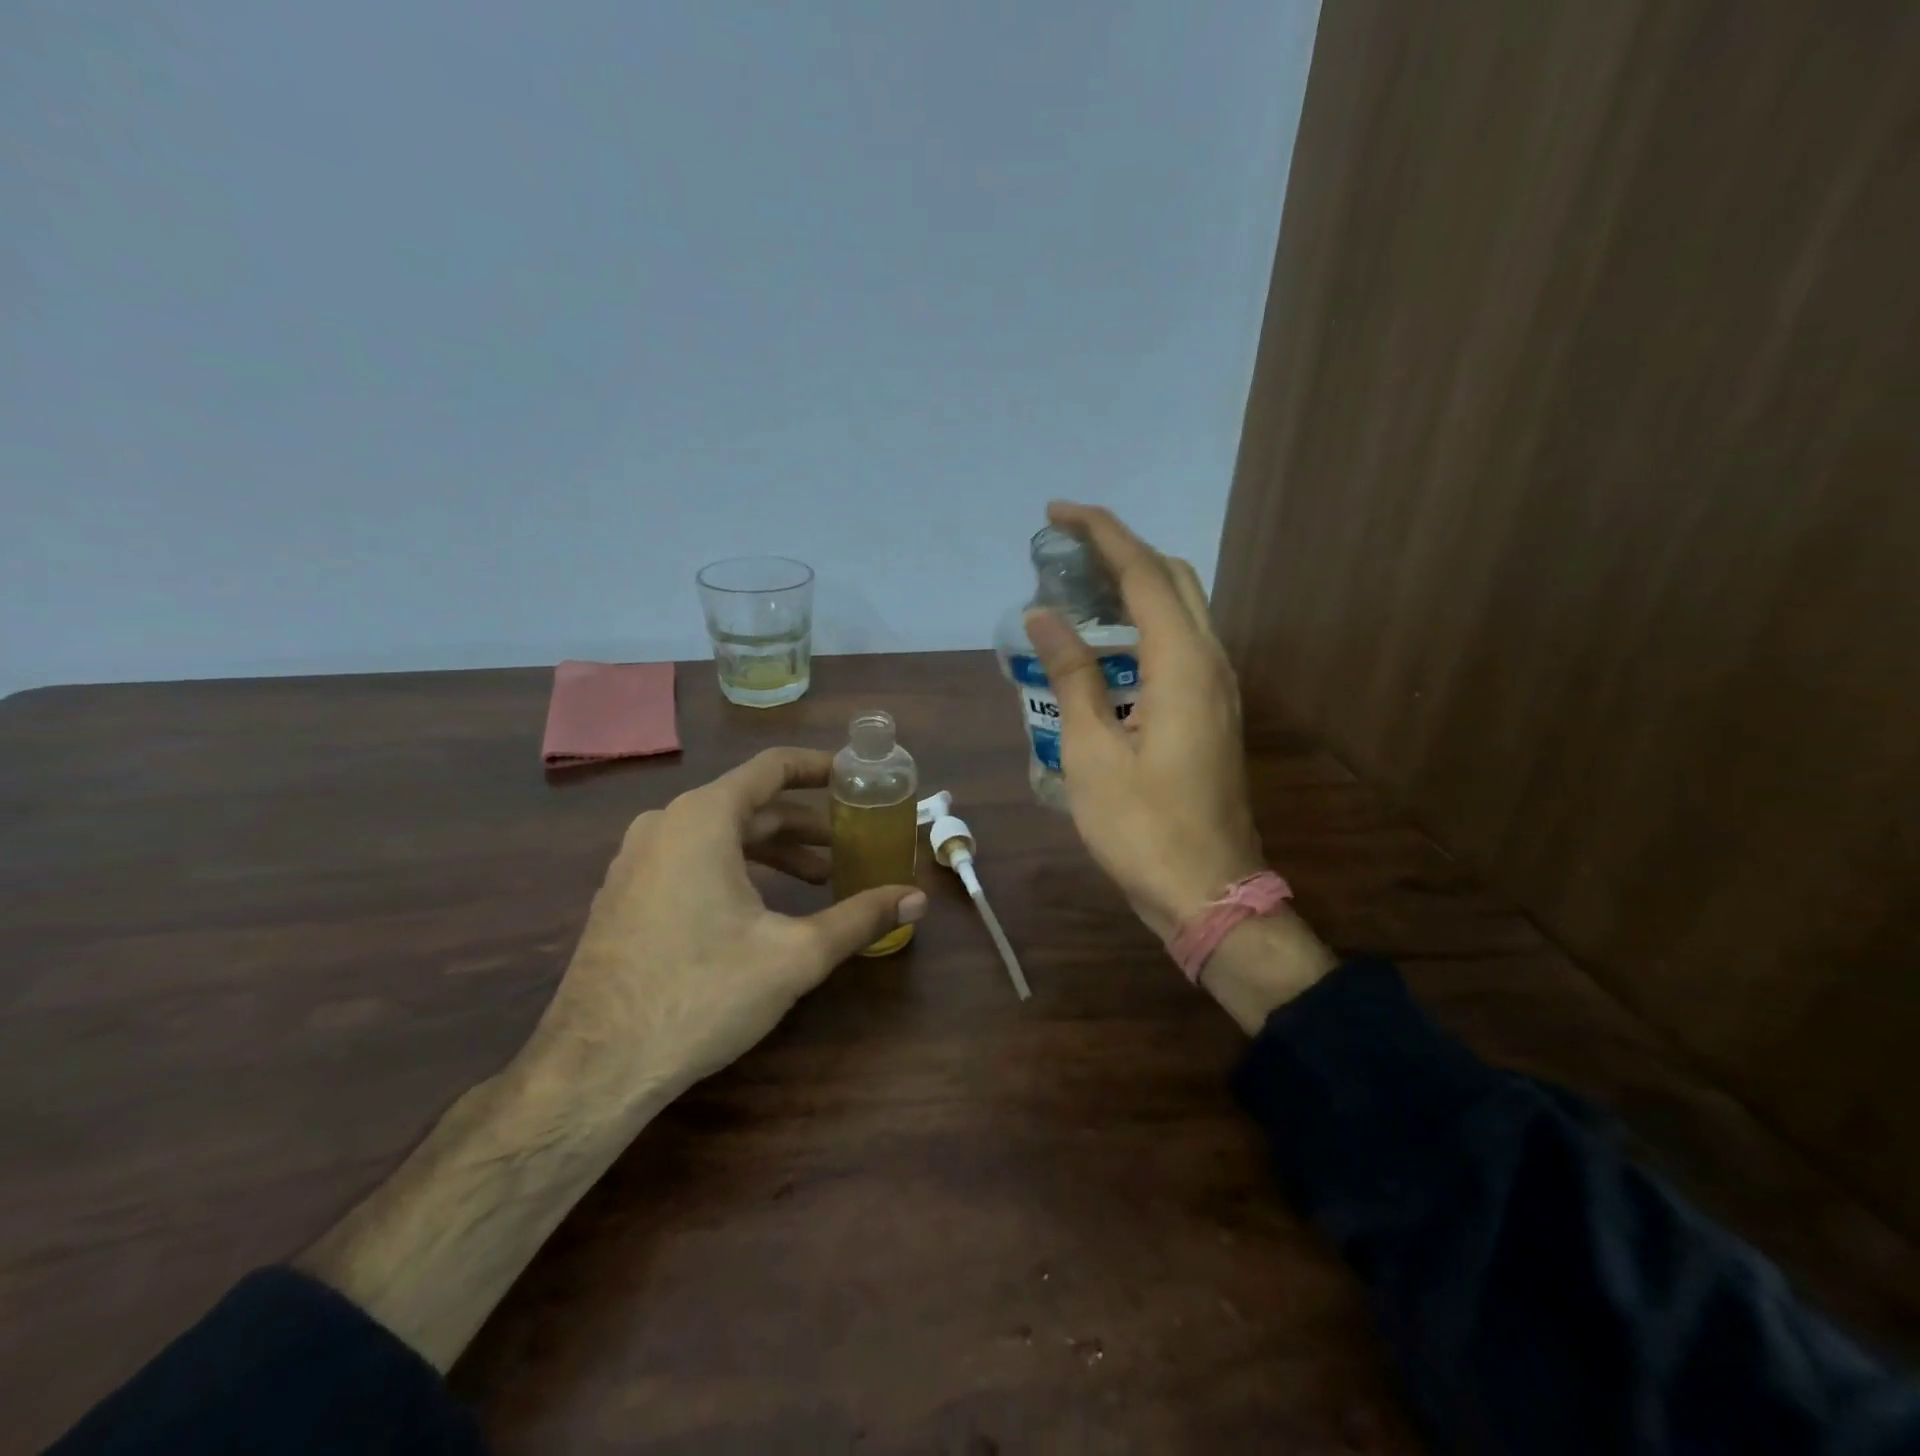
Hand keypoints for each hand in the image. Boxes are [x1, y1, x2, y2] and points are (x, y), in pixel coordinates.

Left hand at [519, 747, 926, 1111]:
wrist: (595, 1067)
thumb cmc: (703, 993)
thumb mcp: (795, 954)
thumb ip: (860, 918)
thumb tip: (917, 898)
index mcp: (704, 818)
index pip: (772, 768)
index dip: (819, 768)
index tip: (856, 779)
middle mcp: (665, 824)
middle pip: (750, 805)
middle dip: (805, 825)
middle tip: (850, 846)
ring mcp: (637, 859)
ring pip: (720, 835)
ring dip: (773, 851)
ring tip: (818, 880)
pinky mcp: (624, 894)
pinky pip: (691, 858)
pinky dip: (736, 867)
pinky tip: (761, 907)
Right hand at [1024, 502, 1266, 939]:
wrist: (1206, 892)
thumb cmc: (1141, 827)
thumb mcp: (1091, 752)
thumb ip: (1072, 676)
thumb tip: (1044, 616)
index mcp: (1183, 665)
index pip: (1143, 572)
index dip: (1101, 533)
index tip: (1057, 513)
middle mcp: (1211, 663)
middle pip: (1172, 579)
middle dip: (1121, 551)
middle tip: (1064, 552)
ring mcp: (1218, 689)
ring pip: (1181, 611)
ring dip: (1133, 588)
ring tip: (1075, 592)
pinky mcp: (1212, 713)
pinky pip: (1180, 645)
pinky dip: (1142, 626)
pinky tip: (1104, 649)